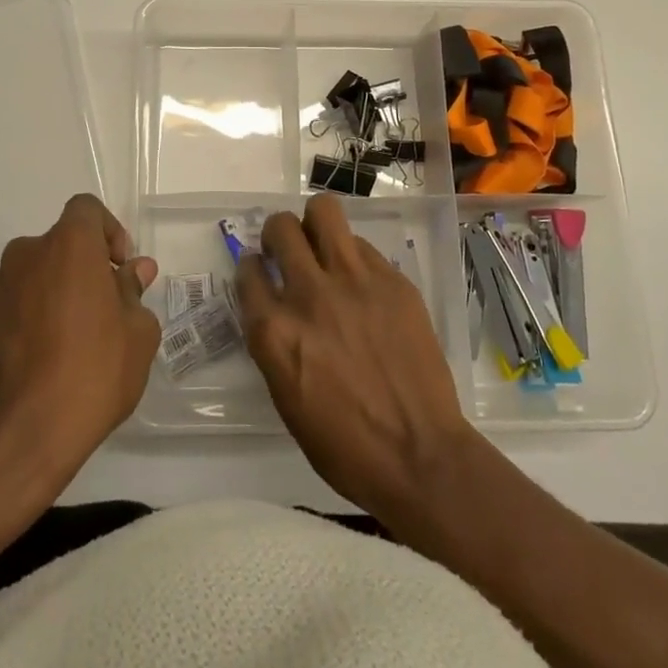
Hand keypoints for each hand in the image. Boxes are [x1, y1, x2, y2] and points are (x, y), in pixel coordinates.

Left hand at [0, 194, 159, 491]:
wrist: (20, 438)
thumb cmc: (93, 374)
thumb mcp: (138, 334)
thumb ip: (133, 292)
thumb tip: (133, 271)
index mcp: (68, 246)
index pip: (86, 209)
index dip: (106, 232)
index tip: (118, 269)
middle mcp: (23, 255)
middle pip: (55, 247)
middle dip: (76, 271)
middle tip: (95, 314)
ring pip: (24, 279)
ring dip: (42, 297)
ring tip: (57, 345)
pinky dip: (13, 325)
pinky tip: (26, 365)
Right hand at [235, 195, 475, 520]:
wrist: (419, 456)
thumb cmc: (344, 445)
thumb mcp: (286, 397)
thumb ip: (274, 342)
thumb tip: (275, 309)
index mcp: (275, 331)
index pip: (247, 271)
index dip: (252, 269)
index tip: (262, 273)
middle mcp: (309, 295)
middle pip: (281, 227)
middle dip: (278, 234)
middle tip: (289, 252)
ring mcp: (354, 282)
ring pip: (324, 211)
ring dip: (314, 224)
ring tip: (322, 246)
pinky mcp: (393, 280)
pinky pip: (362, 246)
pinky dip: (353, 257)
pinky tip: (361, 284)